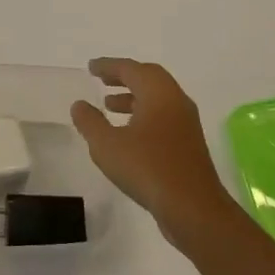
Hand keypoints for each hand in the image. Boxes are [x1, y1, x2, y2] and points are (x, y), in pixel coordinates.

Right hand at [71, 58, 236, 248]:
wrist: (194, 209)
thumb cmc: (148, 169)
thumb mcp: (107, 145)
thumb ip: (90, 122)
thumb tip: (79, 105)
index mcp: (158, 92)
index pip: (130, 69)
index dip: (108, 66)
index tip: (91, 67)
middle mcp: (175, 100)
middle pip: (148, 78)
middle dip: (123, 77)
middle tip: (102, 81)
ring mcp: (186, 122)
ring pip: (157, 99)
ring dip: (133, 98)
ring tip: (109, 106)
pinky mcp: (189, 144)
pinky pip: (163, 116)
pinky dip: (143, 115)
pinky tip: (128, 134)